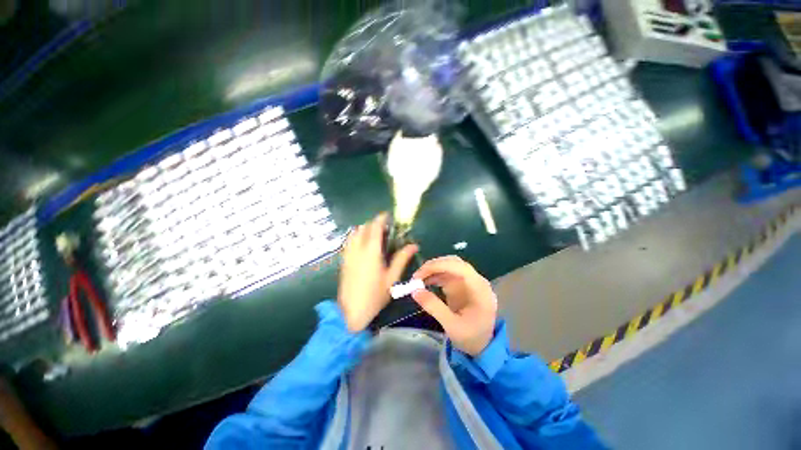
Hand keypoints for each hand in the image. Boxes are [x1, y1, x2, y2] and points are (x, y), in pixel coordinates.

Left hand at [338, 213, 417, 331]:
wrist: (351, 312)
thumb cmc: (375, 295)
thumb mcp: (392, 278)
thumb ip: (402, 259)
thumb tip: (413, 245)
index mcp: (371, 251)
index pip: (374, 227)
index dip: (381, 219)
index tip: (387, 215)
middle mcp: (358, 249)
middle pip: (363, 228)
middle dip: (373, 223)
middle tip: (384, 229)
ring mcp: (348, 254)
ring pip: (354, 233)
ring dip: (364, 229)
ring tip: (374, 235)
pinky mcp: (344, 260)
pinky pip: (348, 242)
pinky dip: (356, 237)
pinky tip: (362, 245)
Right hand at [411, 256, 496, 355]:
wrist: (482, 345)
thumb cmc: (471, 337)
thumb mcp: (452, 326)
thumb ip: (434, 307)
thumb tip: (414, 291)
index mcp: (480, 289)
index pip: (461, 267)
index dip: (440, 265)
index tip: (421, 273)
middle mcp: (476, 280)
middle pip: (454, 263)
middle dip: (434, 266)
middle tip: (417, 276)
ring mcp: (469, 281)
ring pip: (449, 265)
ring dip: (433, 269)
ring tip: (418, 280)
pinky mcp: (462, 284)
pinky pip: (447, 273)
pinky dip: (435, 275)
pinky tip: (425, 282)